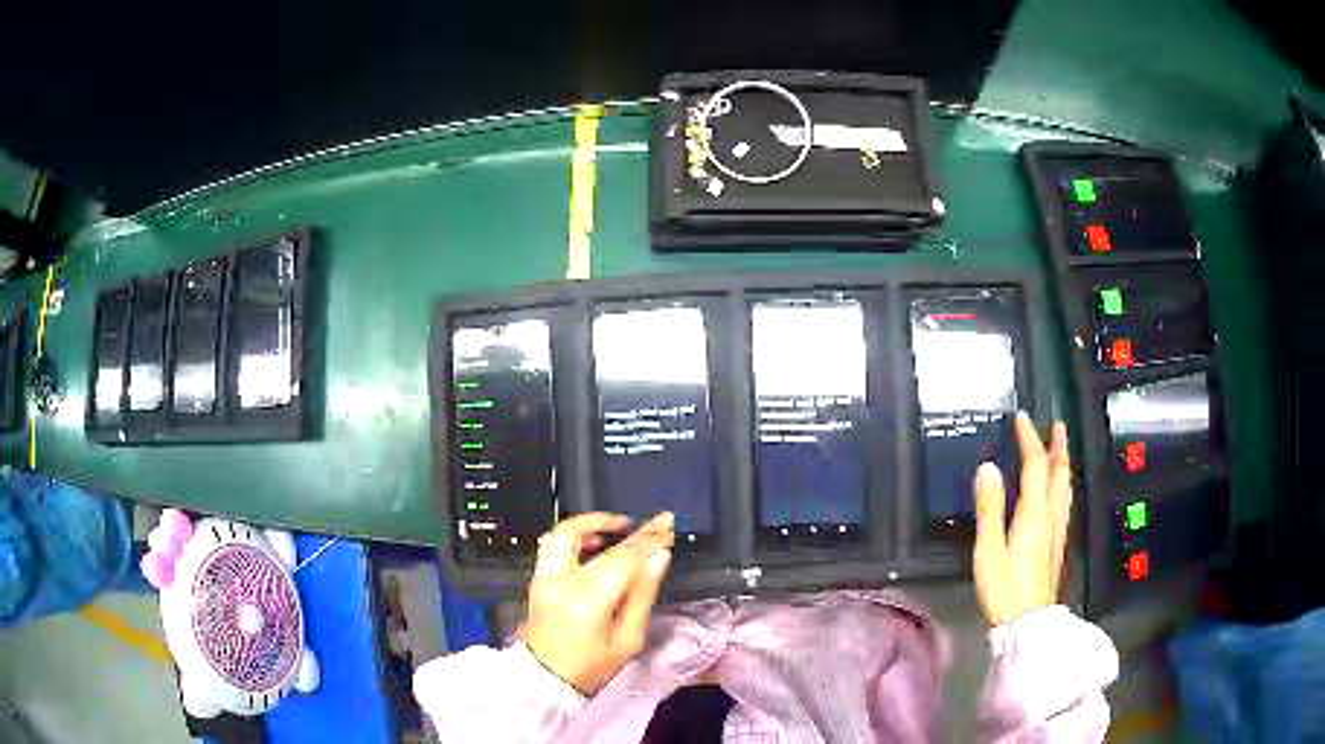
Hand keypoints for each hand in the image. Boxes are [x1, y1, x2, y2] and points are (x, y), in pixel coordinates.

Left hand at [521, 511, 674, 695]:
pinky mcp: (537, 580)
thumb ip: (643, 594)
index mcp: (588, 598)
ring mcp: (544, 577)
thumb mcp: (629, 639)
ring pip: (562, 533)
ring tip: (618, 528)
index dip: (649, 537)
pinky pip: (553, 544)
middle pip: (590, 537)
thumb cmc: (592, 667)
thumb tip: (659, 557)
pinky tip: (594, 544)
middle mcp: (561, 580)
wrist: (545, 681)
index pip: (623, 555)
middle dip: (621, 525)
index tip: (667, 523)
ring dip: (591, 523)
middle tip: (646, 524)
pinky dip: (575, 535)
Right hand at [972, 412, 1072, 626]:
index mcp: (1033, 512)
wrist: (1027, 622)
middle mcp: (1051, 515)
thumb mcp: (989, 549)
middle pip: (1059, 473)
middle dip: (1058, 446)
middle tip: (1057, 425)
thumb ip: (989, 507)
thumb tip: (987, 468)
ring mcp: (1058, 530)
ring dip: (1063, 464)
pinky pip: (1064, 502)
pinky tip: (1059, 492)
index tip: (1022, 418)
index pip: (1035, 465)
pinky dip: (1062, 485)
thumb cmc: (1004, 587)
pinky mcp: (1058, 544)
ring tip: (1061, 450)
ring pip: (1065, 487)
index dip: (1030, 439)